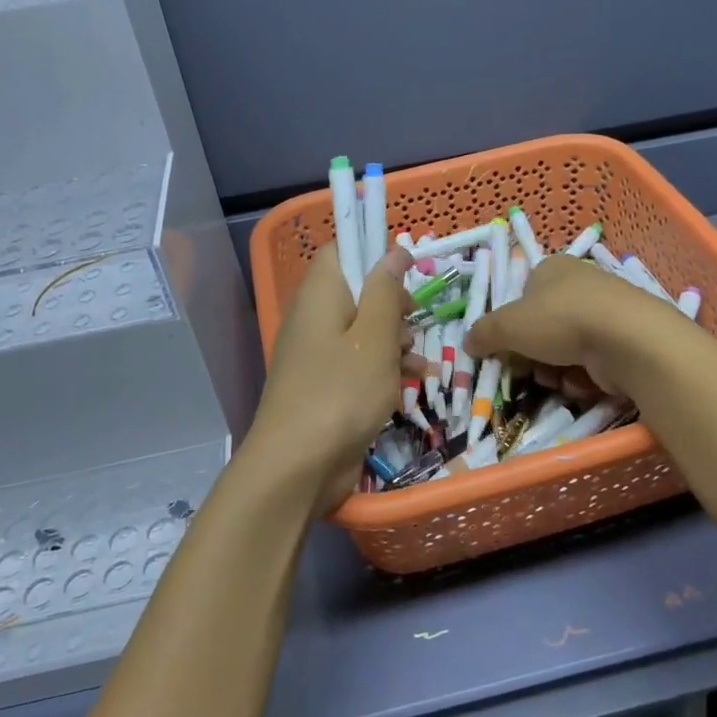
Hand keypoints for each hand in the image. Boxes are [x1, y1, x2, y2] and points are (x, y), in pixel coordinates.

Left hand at [243, 241, 427, 516]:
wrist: (298, 466)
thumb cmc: (341, 392)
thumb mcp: (375, 337)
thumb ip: (386, 291)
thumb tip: (394, 250)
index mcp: (321, 293)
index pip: (342, 251)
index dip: (375, 253)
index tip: (408, 270)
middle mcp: (316, 317)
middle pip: (360, 291)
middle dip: (395, 306)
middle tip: (414, 322)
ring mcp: (321, 354)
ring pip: (366, 330)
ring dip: (397, 342)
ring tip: (419, 364)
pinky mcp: (329, 386)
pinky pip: (361, 364)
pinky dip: (387, 370)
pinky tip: (414, 385)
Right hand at [464, 252, 685, 399]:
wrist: (628, 340)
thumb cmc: (560, 319)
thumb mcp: (507, 325)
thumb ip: (483, 333)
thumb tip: (468, 343)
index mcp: (552, 268)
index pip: (523, 294)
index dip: (511, 324)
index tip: (506, 348)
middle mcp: (581, 284)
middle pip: (543, 326)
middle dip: (533, 354)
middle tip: (528, 371)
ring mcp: (607, 312)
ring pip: (566, 349)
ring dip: (556, 370)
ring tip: (559, 380)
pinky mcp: (626, 340)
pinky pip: (593, 363)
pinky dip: (584, 377)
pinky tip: (585, 383)